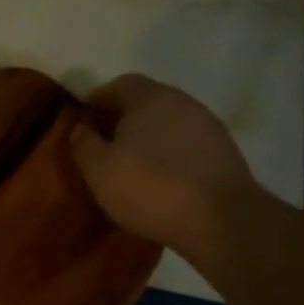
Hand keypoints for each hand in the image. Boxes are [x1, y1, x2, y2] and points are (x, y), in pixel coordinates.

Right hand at [69, 74, 259, 265]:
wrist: (221, 220)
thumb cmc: (149, 187)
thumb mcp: (99, 169)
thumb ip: (83, 143)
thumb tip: (79, 127)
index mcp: (150, 98)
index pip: (118, 84)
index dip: (97, 99)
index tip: (81, 120)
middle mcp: (183, 102)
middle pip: (146, 101)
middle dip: (122, 118)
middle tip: (103, 143)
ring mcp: (208, 126)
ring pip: (168, 123)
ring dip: (148, 137)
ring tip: (130, 163)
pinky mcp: (224, 152)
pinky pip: (185, 144)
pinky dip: (169, 153)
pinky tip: (159, 177)